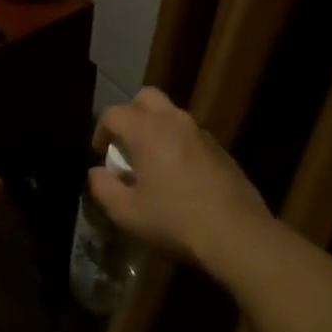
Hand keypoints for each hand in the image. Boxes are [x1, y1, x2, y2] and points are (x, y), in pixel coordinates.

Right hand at [89, 87, 269, 267]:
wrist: (235, 233)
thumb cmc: (174, 220)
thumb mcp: (127, 212)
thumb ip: (103, 188)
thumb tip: (96, 172)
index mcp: (147, 131)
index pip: (114, 113)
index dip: (101, 130)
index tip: (100, 153)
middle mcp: (175, 121)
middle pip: (146, 98)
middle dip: (130, 114)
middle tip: (125, 144)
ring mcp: (201, 133)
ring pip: (171, 114)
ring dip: (155, 128)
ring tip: (151, 161)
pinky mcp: (220, 149)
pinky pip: (190, 134)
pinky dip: (177, 143)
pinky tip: (178, 175)